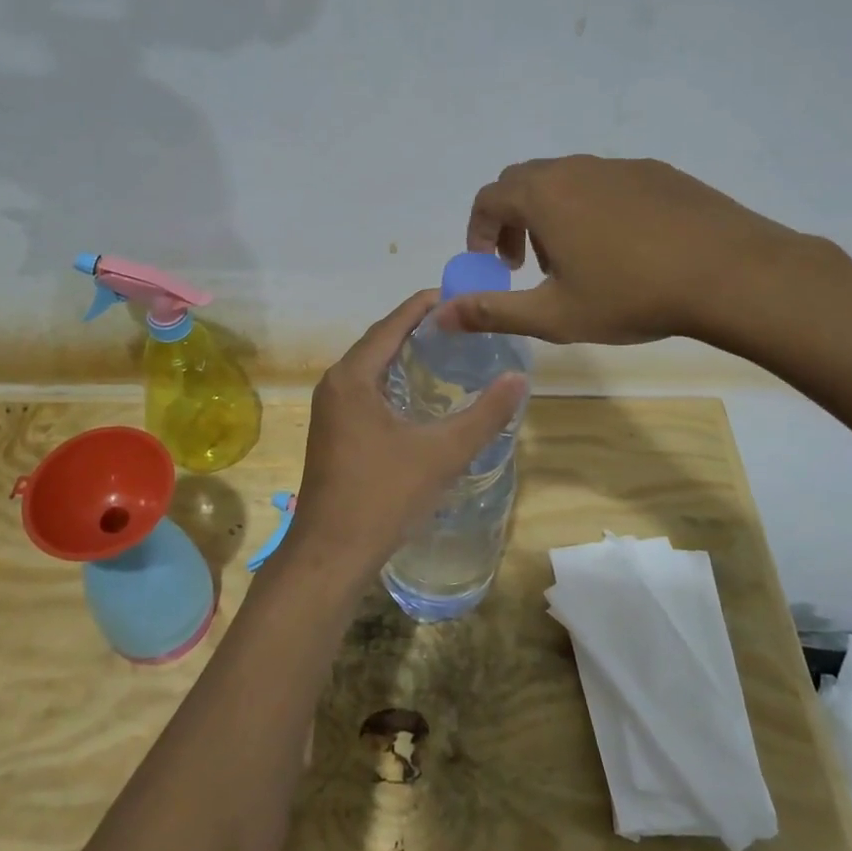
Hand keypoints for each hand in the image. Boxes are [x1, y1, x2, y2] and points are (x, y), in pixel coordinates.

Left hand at [283, 290, 526, 580]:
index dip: (426, 306)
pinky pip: (366, 389)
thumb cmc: (383, 497)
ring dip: (405, 355)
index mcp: (353, 376)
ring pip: (372, 367)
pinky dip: (394, 380)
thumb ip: (484, 415)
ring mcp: (330, 409)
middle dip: (418, 328)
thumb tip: (521, 378)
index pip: (393, 323)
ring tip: (449, 352)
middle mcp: (336, 383)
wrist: (330, 554)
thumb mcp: (442, 453)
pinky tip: (421, 395)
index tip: (462, 296)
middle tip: (464, 324)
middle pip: (380, 341)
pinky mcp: (333, 431)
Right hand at [443, 155, 824, 355]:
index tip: (492, 265)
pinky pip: (605, 182)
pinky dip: (592, 208)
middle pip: (523, 182)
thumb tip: (441, 315)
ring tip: (575, 260)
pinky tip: (623, 248)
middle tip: (525, 263)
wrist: (730, 273)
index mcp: (543, 195)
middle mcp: (574, 168)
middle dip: (512, 220)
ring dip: (552, 214)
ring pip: (566, 180)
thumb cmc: (631, 295)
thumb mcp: (554, 315)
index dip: (479, 231)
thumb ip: (492, 312)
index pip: (488, 199)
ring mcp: (618, 166)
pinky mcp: (656, 172)